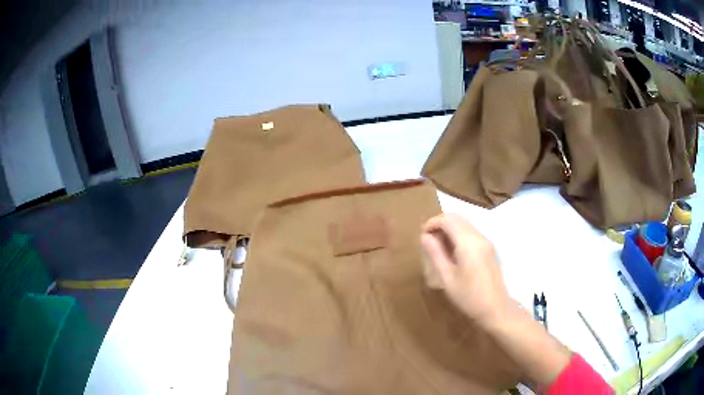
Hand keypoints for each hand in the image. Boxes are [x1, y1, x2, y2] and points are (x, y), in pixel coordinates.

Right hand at [420, 213, 509, 328]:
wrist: (496, 309)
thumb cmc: (468, 297)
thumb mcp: (447, 278)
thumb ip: (435, 254)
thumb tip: (425, 237)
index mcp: (468, 243)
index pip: (447, 220)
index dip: (432, 223)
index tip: (422, 236)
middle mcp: (479, 237)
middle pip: (457, 217)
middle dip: (440, 223)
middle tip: (429, 240)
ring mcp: (486, 241)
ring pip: (465, 223)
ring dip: (450, 228)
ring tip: (438, 247)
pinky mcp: (489, 248)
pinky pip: (471, 232)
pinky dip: (458, 234)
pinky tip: (453, 252)